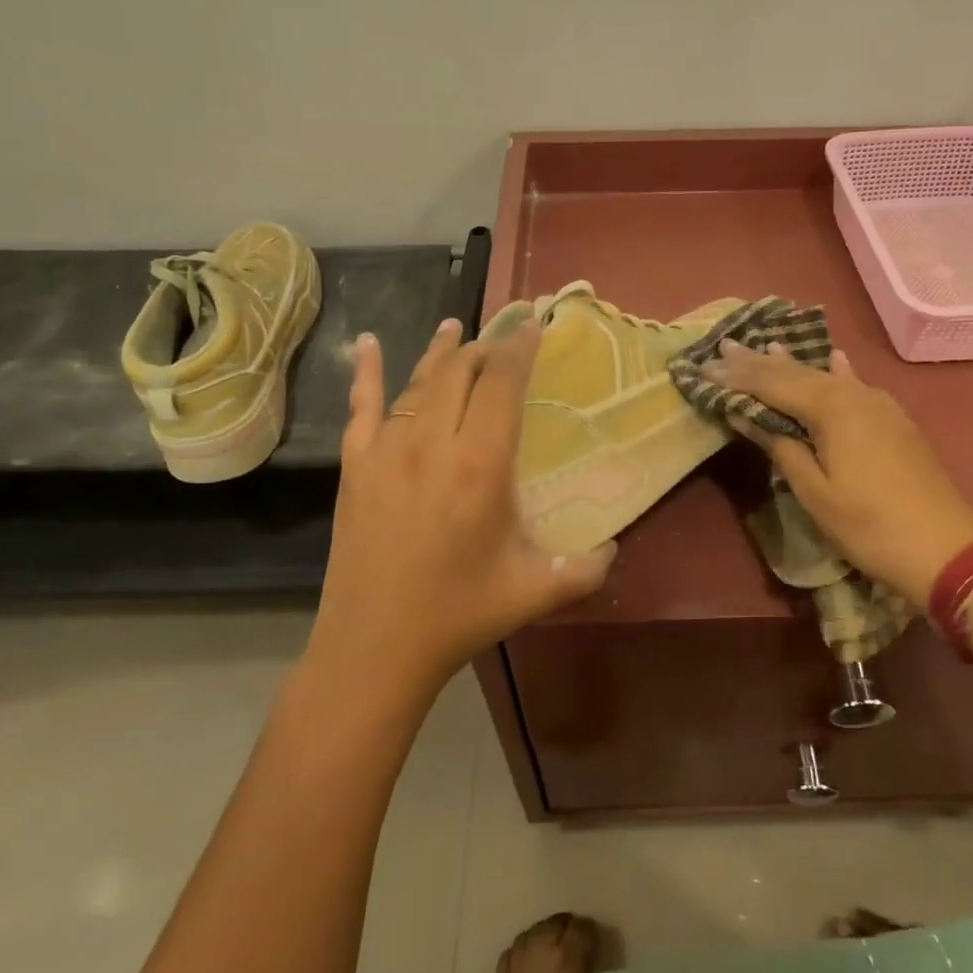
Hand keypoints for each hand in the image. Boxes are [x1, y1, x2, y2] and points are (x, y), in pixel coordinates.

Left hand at [312, 319, 615, 687]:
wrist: (374, 646)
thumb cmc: (459, 614)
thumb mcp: (535, 591)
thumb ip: (586, 568)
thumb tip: (616, 547)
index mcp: (480, 466)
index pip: (502, 385)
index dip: (519, 349)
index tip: (533, 326)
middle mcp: (433, 444)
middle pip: (460, 373)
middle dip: (486, 348)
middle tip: (505, 338)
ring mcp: (387, 451)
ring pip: (418, 382)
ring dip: (442, 352)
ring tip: (459, 328)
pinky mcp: (355, 466)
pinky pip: (361, 405)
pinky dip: (368, 371)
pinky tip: (371, 342)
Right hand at [703, 341, 972, 604]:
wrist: (946, 549)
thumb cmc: (870, 526)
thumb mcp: (815, 491)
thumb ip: (780, 446)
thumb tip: (745, 414)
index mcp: (833, 408)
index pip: (773, 384)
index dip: (737, 376)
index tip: (706, 366)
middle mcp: (855, 395)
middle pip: (798, 373)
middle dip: (758, 362)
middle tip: (724, 346)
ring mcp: (879, 405)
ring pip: (826, 376)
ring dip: (792, 364)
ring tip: (764, 345)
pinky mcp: (893, 420)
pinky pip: (853, 385)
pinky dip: (835, 372)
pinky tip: (833, 358)